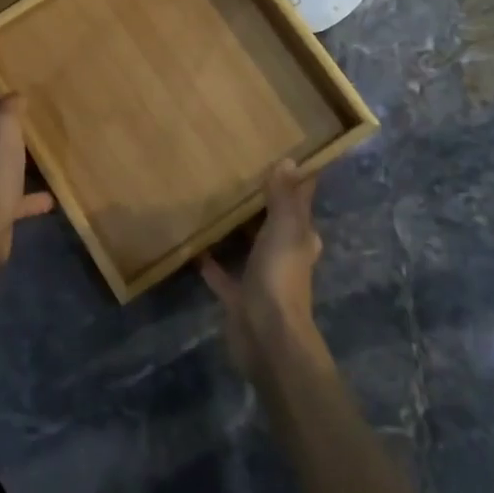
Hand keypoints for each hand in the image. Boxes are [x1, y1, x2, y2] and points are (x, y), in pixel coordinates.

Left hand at [0, 64, 53, 269]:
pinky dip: (33, 195)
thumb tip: (15, 95)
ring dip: (18, 153)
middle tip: (24, 96)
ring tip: (42, 141)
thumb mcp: (2, 127)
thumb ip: (9, 108)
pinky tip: (53, 195)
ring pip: (3, 159)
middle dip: (2, 112)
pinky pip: (19, 196)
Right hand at [201, 160, 325, 375]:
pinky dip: (210, 261)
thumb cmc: (280, 276)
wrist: (267, 336)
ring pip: (249, 247)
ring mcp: (261, 278)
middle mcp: (284, 256)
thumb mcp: (284, 229)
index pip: (300, 203)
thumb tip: (290, 161)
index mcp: (300, 238)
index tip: (281, 157)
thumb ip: (284, 197)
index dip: (295, 182)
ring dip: (236, 231)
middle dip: (261, 204)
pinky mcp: (238, 297)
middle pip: (274, 224)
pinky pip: (222, 274)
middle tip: (238, 174)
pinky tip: (192, 245)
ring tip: (213, 203)